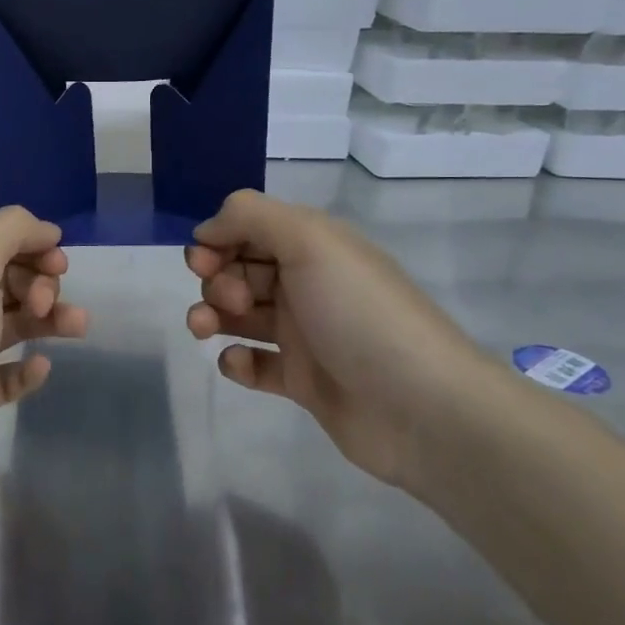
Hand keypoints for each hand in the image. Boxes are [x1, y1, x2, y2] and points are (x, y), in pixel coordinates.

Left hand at [0, 207, 87, 514]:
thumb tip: (44, 231)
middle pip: (5, 281)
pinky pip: (4, 375)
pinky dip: (26, 369)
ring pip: (10, 325)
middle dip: (39, 283)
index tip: (59, 263)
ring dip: (46, 319)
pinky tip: (41, 368)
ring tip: (77, 327)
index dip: (30, 245)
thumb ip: (10, 231)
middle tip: (45, 303)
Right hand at [184, 189, 490, 489]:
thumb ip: (250, 216)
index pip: (251, 230)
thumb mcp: (310, 240)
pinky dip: (237, 361)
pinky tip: (240, 364)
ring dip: (212, 316)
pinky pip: (255, 364)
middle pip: (240, 271)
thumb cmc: (359, 313)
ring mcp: (305, 335)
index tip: (203, 260)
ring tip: (205, 329)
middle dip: (216, 280)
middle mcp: (308, 285)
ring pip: (240, 316)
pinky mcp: (302, 381)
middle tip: (230, 300)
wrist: (420, 408)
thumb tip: (205, 230)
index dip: (220, 240)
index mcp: (314, 247)